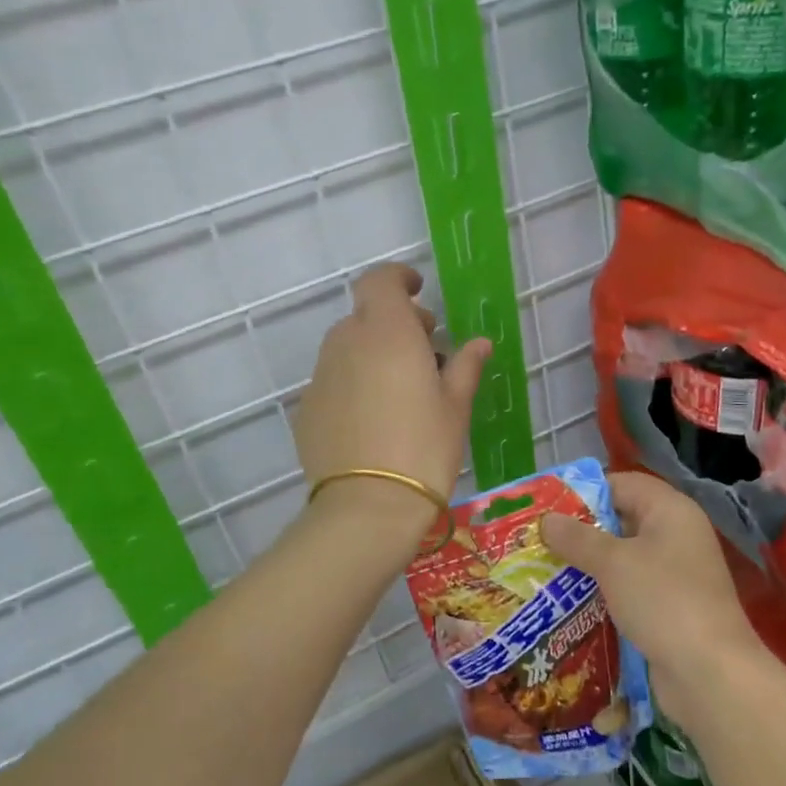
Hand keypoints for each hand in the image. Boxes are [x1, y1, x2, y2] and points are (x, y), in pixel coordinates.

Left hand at [294, 264, 490, 531]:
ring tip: (400, 390)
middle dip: (395, 323)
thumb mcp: (456, 406)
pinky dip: (353, 383)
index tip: (418, 291)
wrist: (368, 507)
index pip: (381, 281)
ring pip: (347, 348)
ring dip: (373, 353)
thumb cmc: (425, 448)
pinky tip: (373, 419)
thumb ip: (465, 366)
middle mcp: (347, 343)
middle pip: (366, 316)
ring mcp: (321, 376)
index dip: (399, 279)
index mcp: (387, 332)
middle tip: (425, 352)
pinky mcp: (307, 408)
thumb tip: (479, 343)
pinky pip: (334, 381)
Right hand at [539, 472, 764, 729]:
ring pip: (623, 558)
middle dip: (581, 531)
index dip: (585, 491)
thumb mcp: (613, 563)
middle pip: (622, 520)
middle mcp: (676, 535)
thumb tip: (546, 520)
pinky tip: (570, 603)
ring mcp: (675, 574)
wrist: (710, 674)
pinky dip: (603, 592)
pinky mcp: (670, 608)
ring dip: (588, 565)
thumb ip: (577, 538)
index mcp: (670, 510)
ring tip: (545, 570)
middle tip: (539, 539)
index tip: (547, 505)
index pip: (623, 484)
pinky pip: (630, 589)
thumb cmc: (663, 601)